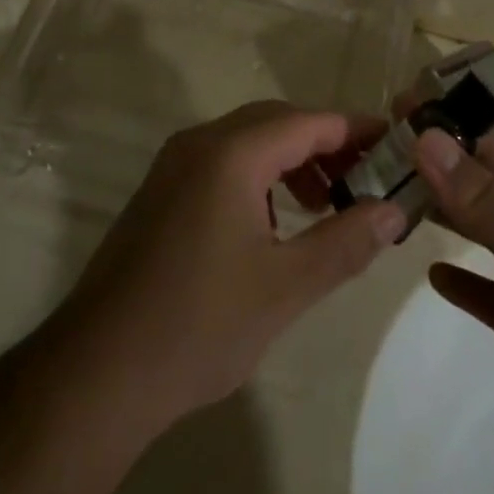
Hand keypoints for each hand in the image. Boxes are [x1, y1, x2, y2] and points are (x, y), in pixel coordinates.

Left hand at [55, 102, 406, 434]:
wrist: (98, 371)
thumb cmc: (200, 324)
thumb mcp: (286, 287)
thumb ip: (345, 242)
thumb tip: (393, 212)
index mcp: (230, 153)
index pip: (307, 122)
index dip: (354, 130)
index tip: (394, 145)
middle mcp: (199, 143)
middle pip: (276, 122)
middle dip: (324, 144)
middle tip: (366, 178)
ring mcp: (173, 166)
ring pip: (247, 141)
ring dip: (291, 161)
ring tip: (325, 205)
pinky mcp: (160, 192)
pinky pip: (221, 163)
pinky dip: (259, 177)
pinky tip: (275, 223)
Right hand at [414, 129, 493, 493]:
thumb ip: (484, 196)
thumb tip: (427, 137)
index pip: (491, 147)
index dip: (445, 130)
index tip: (391, 118)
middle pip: (482, 184)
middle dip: (436, 168)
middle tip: (376, 155)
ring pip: (480, 231)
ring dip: (442, 215)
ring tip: (388, 201)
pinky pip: (485, 291)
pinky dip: (459, 278)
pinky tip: (432, 272)